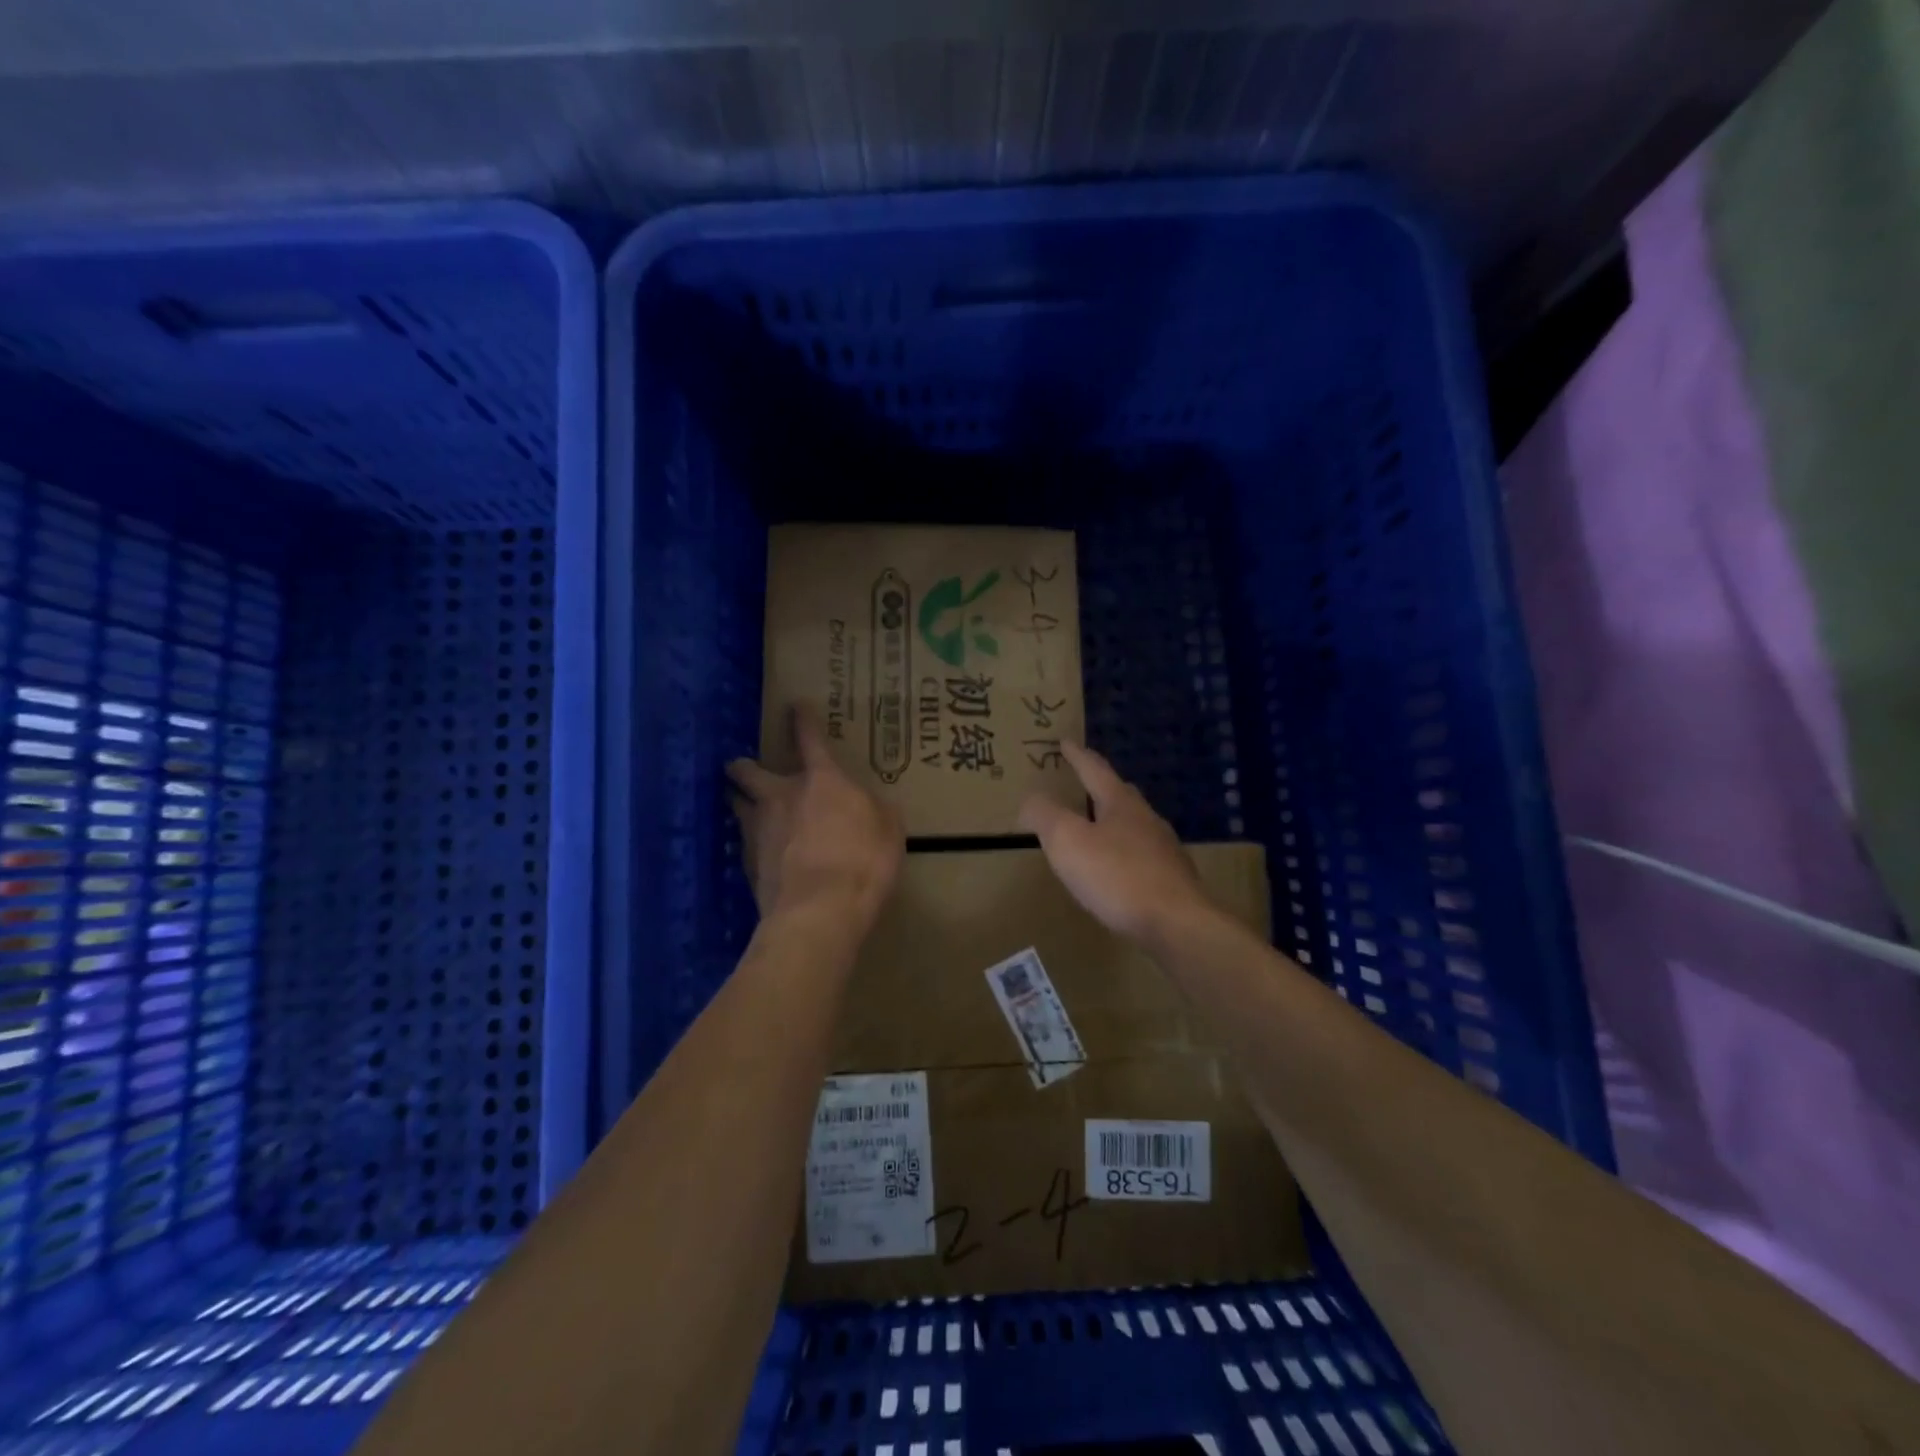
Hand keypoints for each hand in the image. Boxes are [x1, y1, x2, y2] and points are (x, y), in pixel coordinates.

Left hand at [727, 705, 903, 926]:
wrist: (820, 911)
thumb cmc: (863, 861)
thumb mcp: (889, 830)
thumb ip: (876, 810)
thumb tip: (869, 806)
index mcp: (821, 780)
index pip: (809, 739)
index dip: (802, 720)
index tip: (795, 706)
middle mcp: (781, 796)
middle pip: (747, 771)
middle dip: (743, 766)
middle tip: (744, 769)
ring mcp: (758, 830)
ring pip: (736, 805)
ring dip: (739, 802)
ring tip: (746, 808)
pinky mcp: (746, 863)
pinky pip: (743, 843)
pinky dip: (751, 843)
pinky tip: (761, 854)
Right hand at [1019, 742, 1211, 944]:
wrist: (1177, 923)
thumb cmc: (1117, 876)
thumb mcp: (1067, 841)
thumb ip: (1045, 815)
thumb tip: (1030, 798)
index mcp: (1120, 804)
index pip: (1095, 770)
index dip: (1077, 756)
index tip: (1065, 742)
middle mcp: (1146, 819)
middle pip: (1121, 795)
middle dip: (1101, 786)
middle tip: (1084, 782)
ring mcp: (1164, 849)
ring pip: (1134, 825)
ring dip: (1113, 822)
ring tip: (1096, 828)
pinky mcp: (1172, 879)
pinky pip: (1142, 855)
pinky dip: (1124, 853)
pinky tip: (1117, 870)